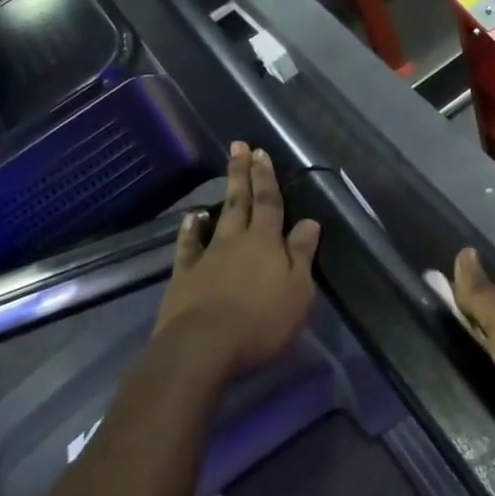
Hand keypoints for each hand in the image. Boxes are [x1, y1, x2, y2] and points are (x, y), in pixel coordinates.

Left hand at [151, 144, 320, 382]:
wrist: (202, 348)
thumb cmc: (261, 322)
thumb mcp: (298, 292)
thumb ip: (302, 255)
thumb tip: (310, 222)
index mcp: (266, 242)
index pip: (269, 203)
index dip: (267, 178)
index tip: (262, 153)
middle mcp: (236, 241)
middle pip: (240, 201)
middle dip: (242, 173)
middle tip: (239, 147)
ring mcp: (207, 257)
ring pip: (217, 218)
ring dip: (222, 195)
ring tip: (224, 176)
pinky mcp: (184, 277)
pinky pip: (188, 246)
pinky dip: (190, 230)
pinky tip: (192, 220)